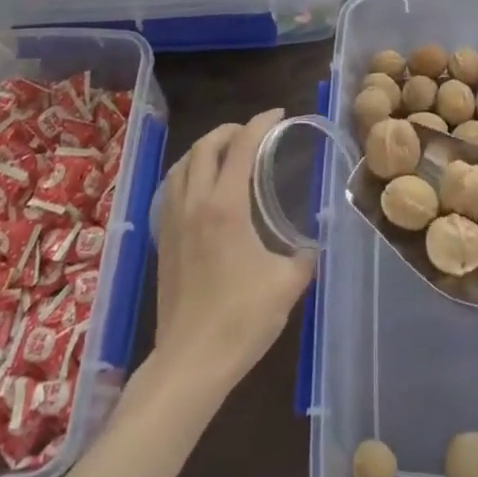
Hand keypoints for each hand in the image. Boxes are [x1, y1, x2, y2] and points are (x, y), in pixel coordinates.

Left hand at [151, 109, 316, 394]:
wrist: (191, 362)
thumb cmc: (242, 319)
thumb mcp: (288, 283)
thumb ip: (305, 254)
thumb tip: (315, 241)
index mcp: (225, 205)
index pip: (242, 146)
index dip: (260, 123)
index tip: (278, 114)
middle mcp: (194, 202)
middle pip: (205, 146)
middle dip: (230, 130)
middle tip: (253, 132)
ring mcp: (172, 220)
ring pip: (183, 164)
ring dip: (206, 149)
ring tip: (228, 153)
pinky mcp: (162, 239)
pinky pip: (172, 187)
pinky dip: (189, 172)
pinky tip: (202, 188)